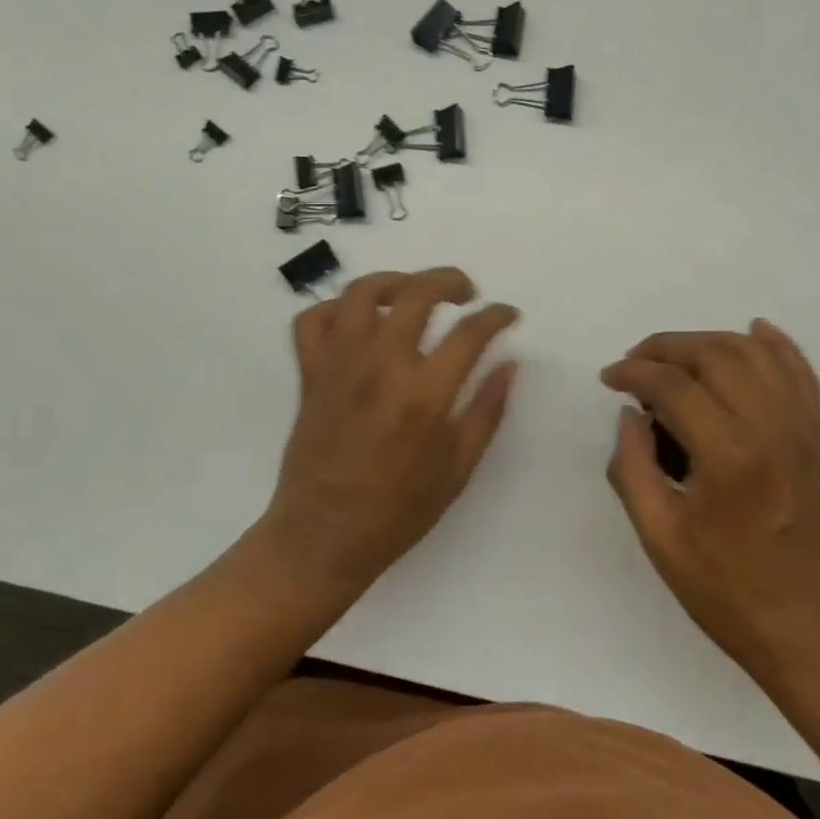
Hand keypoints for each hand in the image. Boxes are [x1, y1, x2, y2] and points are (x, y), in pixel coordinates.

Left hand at [261, 267, 518, 593]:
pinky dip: (335, 308)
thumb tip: (509, 365)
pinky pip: (312, 320)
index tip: (507, 315)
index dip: (496, 315)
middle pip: (416, 293)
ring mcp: (339, 366)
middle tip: (466, 292)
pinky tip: (358, 320)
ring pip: (360, 293)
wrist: (321, 538)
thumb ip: (487, 412)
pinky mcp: (310, 374)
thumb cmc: (397, 512)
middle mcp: (380, 367)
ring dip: (393, 280)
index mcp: (424, 396)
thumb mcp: (457, 470)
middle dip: (449, 280)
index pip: (470, 332)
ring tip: (412, 292)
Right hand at [600, 320, 819, 692]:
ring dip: (710, 341)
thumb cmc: (730, 593)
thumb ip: (633, 468)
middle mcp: (771, 428)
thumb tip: (631, 416)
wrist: (816, 632)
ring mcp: (802, 429)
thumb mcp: (661, 539)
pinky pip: (802, 372)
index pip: (673, 385)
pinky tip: (756, 330)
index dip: (633, 373)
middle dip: (666, 347)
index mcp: (729, 456)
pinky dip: (777, 344)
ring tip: (676, 357)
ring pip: (755, 353)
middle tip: (635, 364)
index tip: (610, 379)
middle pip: (714, 354)